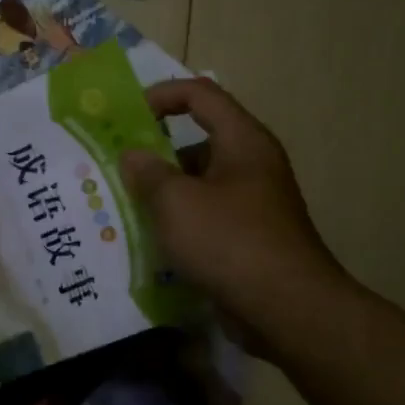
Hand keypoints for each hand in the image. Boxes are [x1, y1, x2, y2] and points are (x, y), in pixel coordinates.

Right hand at [120, 80, 346, 353]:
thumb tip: (133, 156)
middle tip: (117, 166)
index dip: (162, 95)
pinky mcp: (248, 238)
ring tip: (125, 205)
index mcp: (242, 141)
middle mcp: (252, 165)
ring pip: (199, 183)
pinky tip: (150, 240)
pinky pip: (205, 216)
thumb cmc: (230, 241)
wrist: (288, 310)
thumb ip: (148, 172)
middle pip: (197, 140)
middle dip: (155, 151)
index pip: (200, 95)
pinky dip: (179, 221)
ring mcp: (252, 204)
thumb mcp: (176, 201)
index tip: (126, 116)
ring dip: (163, 191)